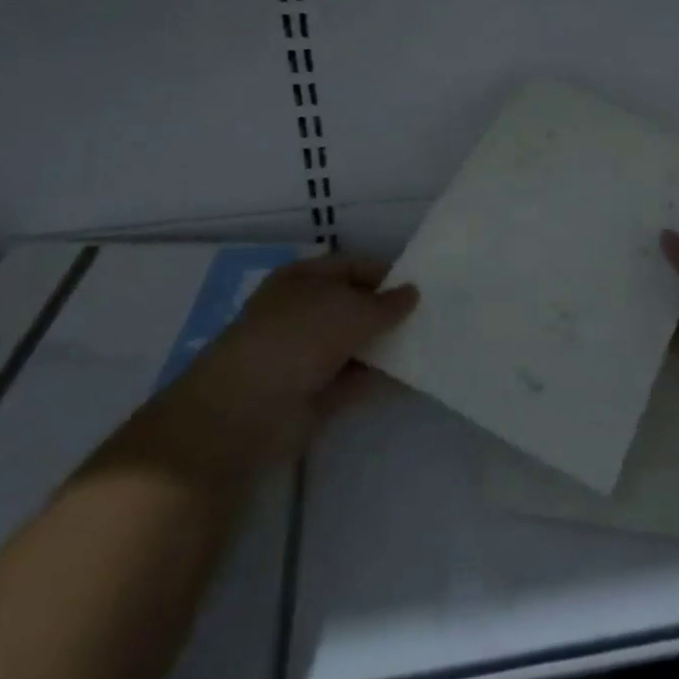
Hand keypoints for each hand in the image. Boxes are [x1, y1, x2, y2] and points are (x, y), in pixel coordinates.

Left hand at [98, 255, 418, 486]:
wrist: (243, 411)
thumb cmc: (295, 338)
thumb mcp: (348, 310)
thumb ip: (385, 304)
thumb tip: (413, 293)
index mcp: (304, 279)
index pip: (352, 267)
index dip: (385, 273)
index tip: (422, 284)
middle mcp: (306, 312)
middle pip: (355, 306)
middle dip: (390, 311)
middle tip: (435, 315)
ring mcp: (309, 354)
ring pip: (358, 344)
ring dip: (389, 345)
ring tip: (434, 343)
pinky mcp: (315, 393)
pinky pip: (356, 379)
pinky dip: (382, 378)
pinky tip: (417, 376)